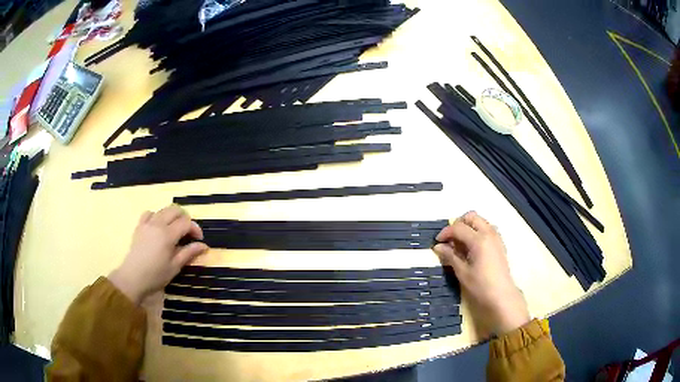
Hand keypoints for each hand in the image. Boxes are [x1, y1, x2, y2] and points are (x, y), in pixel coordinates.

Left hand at [108, 205, 208, 304]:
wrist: (133, 277)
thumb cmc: (156, 275)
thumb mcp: (175, 266)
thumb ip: (189, 253)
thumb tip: (204, 246)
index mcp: (168, 234)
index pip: (186, 222)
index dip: (195, 228)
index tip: (199, 240)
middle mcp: (158, 224)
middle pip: (175, 210)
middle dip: (185, 218)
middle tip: (188, 233)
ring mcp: (147, 223)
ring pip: (163, 210)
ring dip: (172, 217)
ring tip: (174, 231)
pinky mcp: (139, 226)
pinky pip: (149, 213)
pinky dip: (157, 216)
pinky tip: (158, 227)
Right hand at [433, 211, 528, 334]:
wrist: (501, 295)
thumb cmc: (480, 285)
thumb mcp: (462, 272)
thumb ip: (450, 256)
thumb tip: (438, 247)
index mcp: (479, 240)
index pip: (458, 227)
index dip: (445, 232)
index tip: (437, 242)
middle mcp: (489, 233)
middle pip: (471, 217)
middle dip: (458, 224)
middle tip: (450, 239)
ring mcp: (496, 237)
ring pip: (480, 221)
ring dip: (468, 227)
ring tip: (460, 244)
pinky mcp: (499, 243)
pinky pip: (487, 229)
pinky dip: (477, 232)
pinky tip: (471, 248)